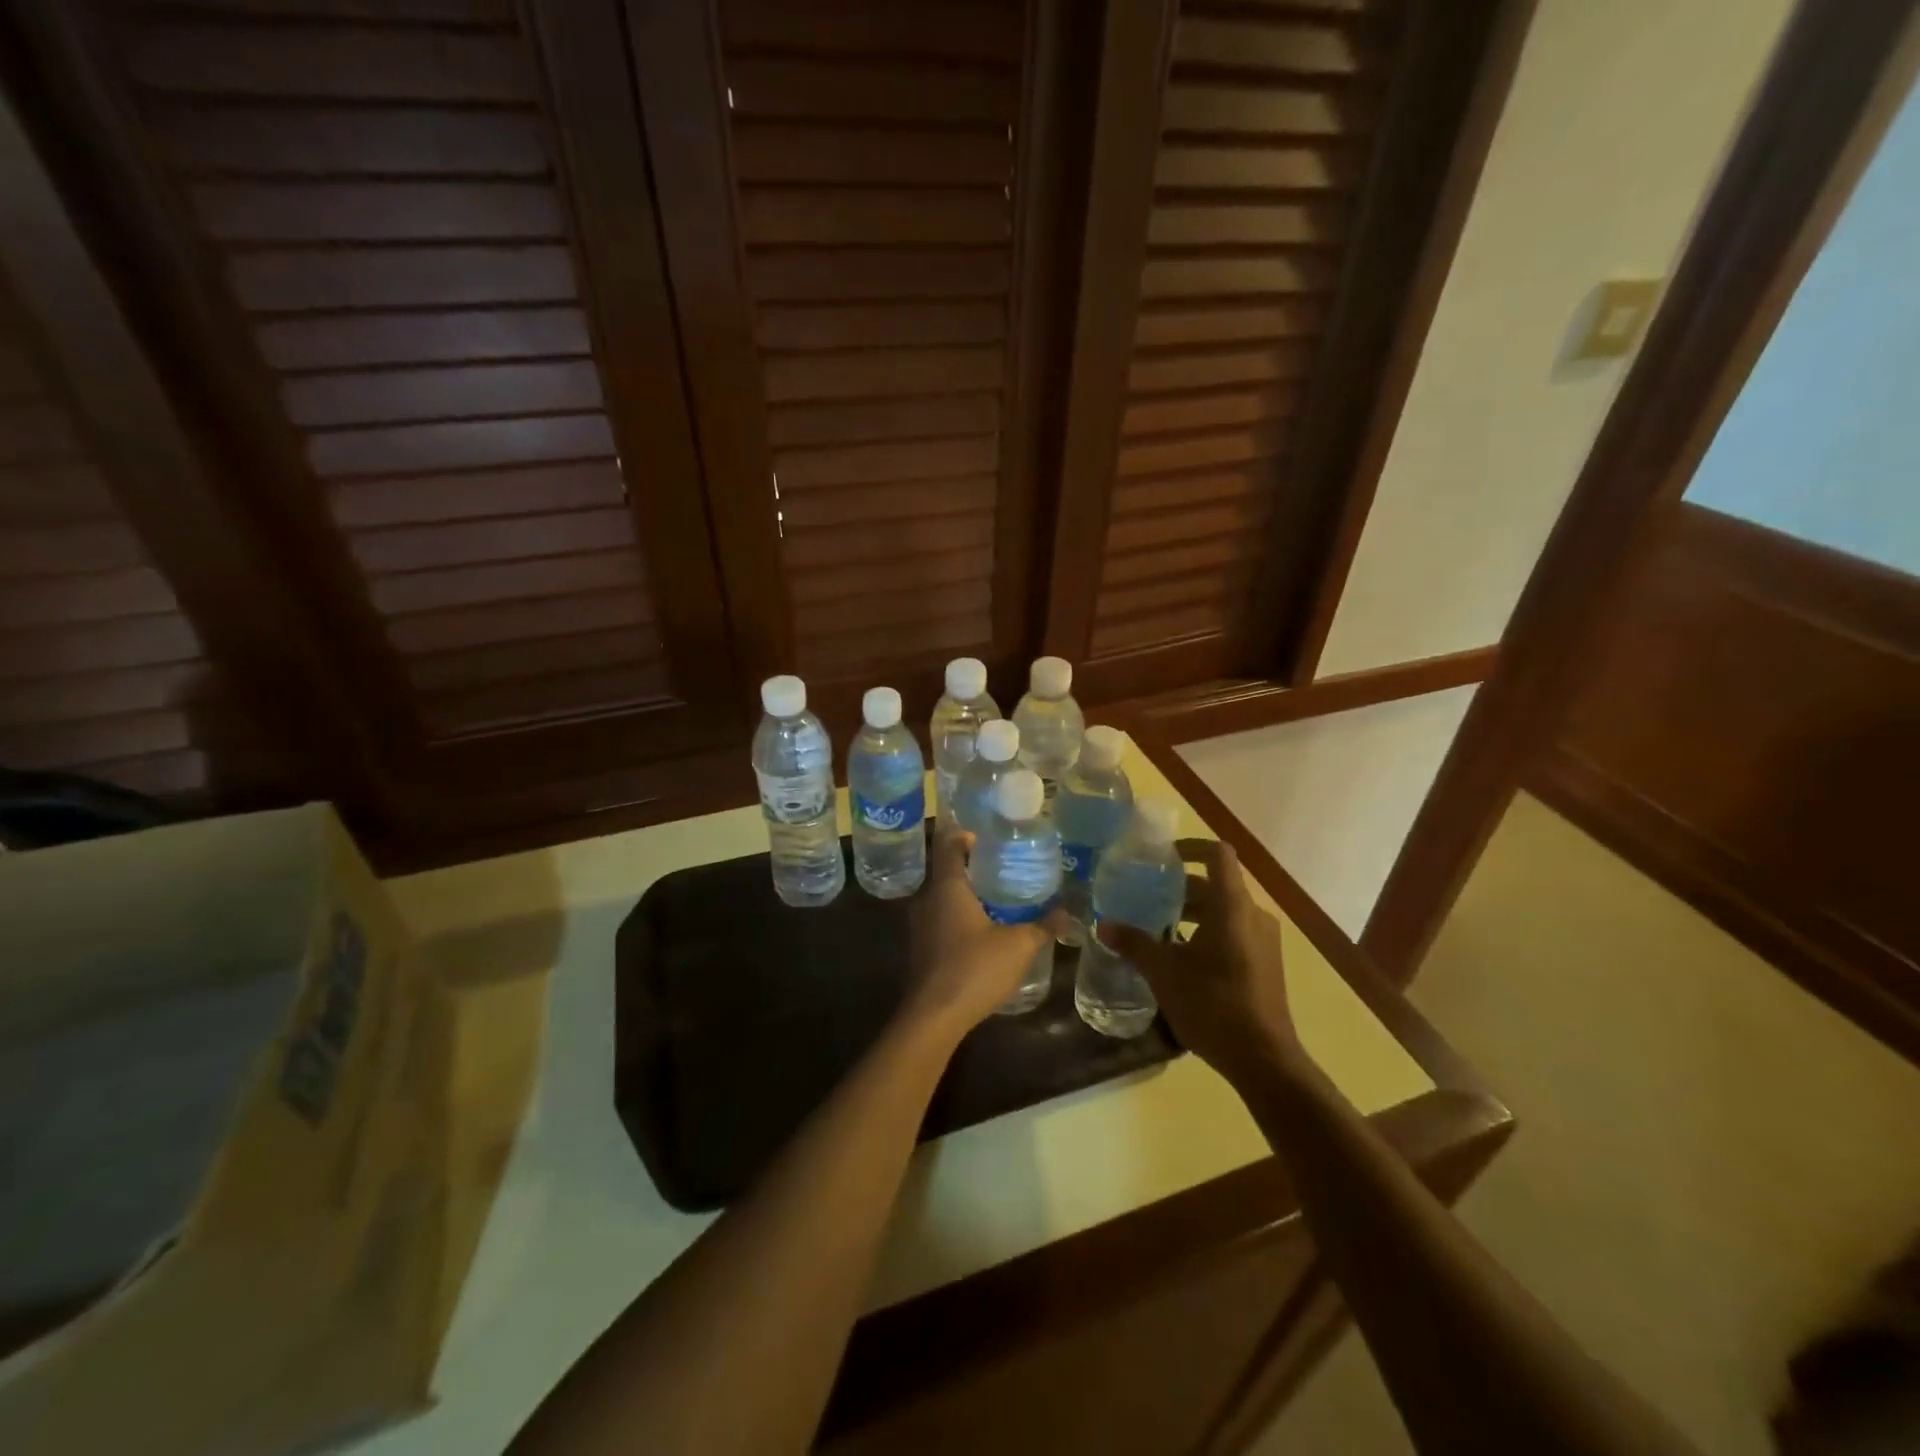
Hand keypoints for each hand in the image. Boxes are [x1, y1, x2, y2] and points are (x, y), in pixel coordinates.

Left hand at [904, 828, 1067, 1038]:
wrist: (934, 1016)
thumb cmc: (975, 969)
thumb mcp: (1018, 946)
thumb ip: (1042, 927)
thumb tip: (1066, 913)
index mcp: (947, 887)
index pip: (949, 846)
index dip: (965, 836)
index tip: (988, 838)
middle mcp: (927, 899)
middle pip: (946, 871)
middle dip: (971, 867)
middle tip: (1002, 868)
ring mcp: (918, 925)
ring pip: (941, 897)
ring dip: (964, 895)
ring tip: (996, 898)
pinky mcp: (919, 947)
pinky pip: (938, 919)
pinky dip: (957, 917)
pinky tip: (980, 931)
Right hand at [1097, 838, 1302, 1080]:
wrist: (1264, 1060)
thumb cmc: (1213, 1005)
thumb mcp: (1165, 973)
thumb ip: (1135, 944)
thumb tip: (1103, 925)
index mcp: (1232, 907)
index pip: (1217, 854)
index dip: (1190, 846)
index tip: (1162, 856)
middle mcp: (1253, 915)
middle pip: (1217, 884)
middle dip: (1180, 887)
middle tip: (1146, 895)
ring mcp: (1264, 940)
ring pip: (1225, 910)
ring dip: (1192, 912)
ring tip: (1158, 928)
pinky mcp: (1266, 962)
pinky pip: (1234, 931)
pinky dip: (1207, 931)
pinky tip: (1181, 957)